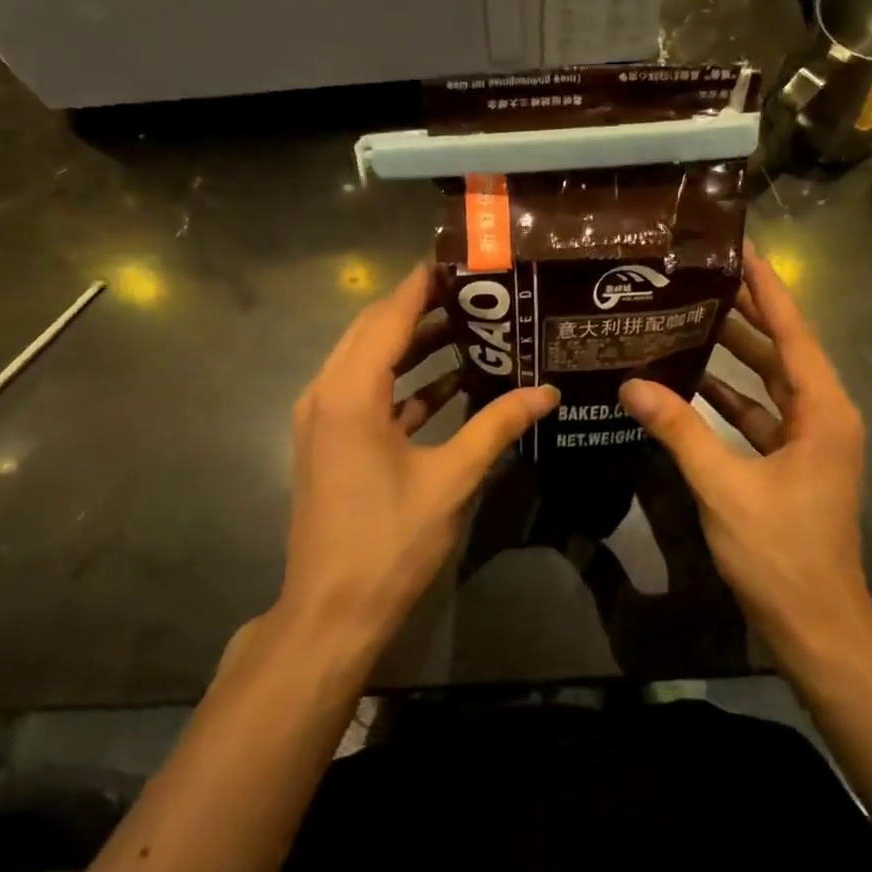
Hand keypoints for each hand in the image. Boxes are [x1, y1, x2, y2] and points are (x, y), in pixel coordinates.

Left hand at [282, 263, 558, 653]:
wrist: (332, 612)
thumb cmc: (391, 542)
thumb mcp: (452, 478)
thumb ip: (498, 425)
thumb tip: (548, 391)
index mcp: (350, 392)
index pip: (389, 313)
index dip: (425, 281)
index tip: (464, 259)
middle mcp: (327, 392)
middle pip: (375, 330)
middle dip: (423, 307)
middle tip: (479, 293)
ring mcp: (324, 419)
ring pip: (370, 361)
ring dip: (415, 344)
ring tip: (473, 328)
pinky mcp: (331, 442)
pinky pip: (368, 394)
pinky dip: (405, 383)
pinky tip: (451, 383)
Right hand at [619, 244, 871, 649]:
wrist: (815, 624)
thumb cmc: (781, 551)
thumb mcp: (724, 487)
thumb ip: (680, 431)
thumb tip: (632, 386)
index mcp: (822, 410)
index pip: (792, 331)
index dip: (766, 287)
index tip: (738, 248)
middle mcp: (822, 416)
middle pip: (781, 350)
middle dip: (743, 313)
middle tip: (698, 277)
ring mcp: (807, 442)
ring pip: (768, 382)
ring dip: (732, 355)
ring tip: (687, 318)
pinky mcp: (789, 464)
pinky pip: (758, 415)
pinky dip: (727, 398)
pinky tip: (689, 385)